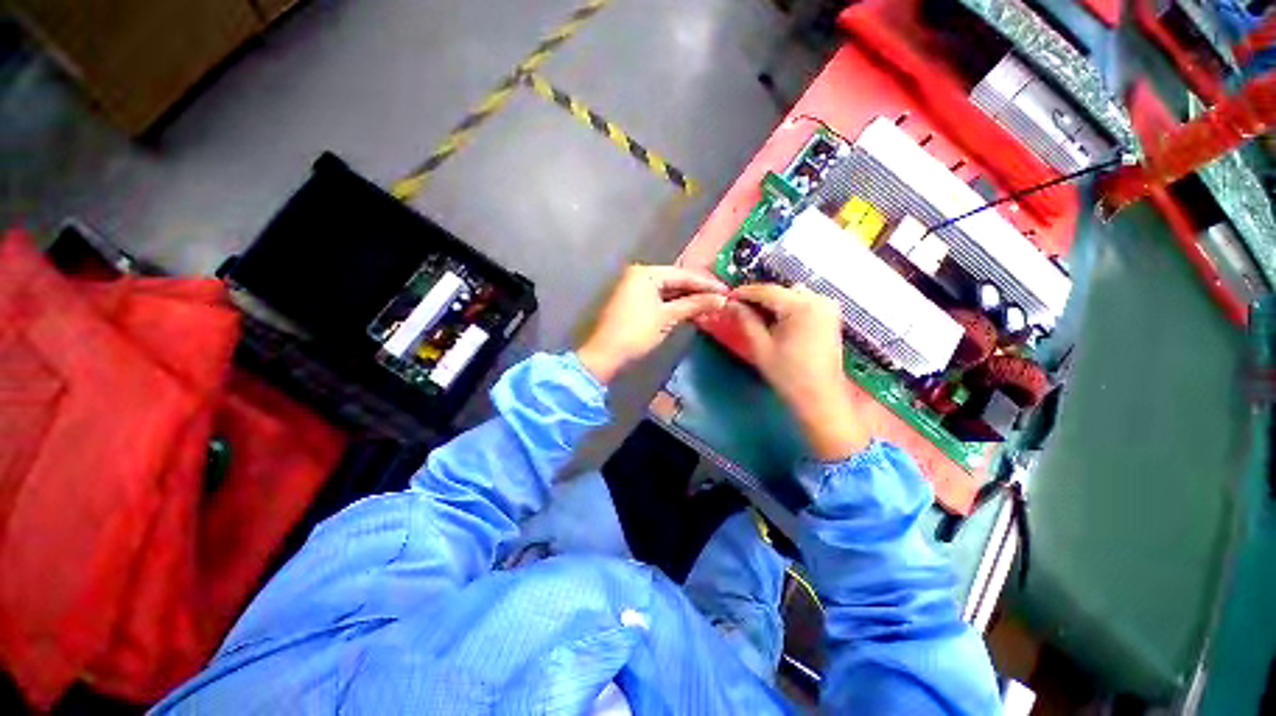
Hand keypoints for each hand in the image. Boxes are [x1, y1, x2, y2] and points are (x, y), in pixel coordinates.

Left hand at [577, 265, 727, 383]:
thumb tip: (721, 299)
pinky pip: (660, 299)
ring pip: (668, 291)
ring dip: (687, 299)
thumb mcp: (667, 317)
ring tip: (710, 306)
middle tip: (720, 299)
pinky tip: (691, 311)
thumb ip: (694, 305)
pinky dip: (674, 306)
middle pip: (675, 281)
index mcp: (646, 273)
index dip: (706, 284)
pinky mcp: (634, 302)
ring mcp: (635, 288)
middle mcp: (639, 275)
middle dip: (697, 291)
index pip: (682, 275)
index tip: (726, 291)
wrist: (606, 354)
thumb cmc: (636, 332)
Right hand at [730, 283, 866, 460]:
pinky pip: (804, 303)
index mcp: (801, 306)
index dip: (745, 292)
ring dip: (774, 303)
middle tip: (739, 308)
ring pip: (793, 295)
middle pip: (781, 291)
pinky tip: (776, 321)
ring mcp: (828, 307)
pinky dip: (788, 308)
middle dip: (759, 298)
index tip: (728, 296)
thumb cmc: (788, 375)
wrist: (820, 398)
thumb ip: (746, 320)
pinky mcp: (830, 316)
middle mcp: (819, 300)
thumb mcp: (761, 346)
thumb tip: (731, 304)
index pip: (767, 291)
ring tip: (757, 316)